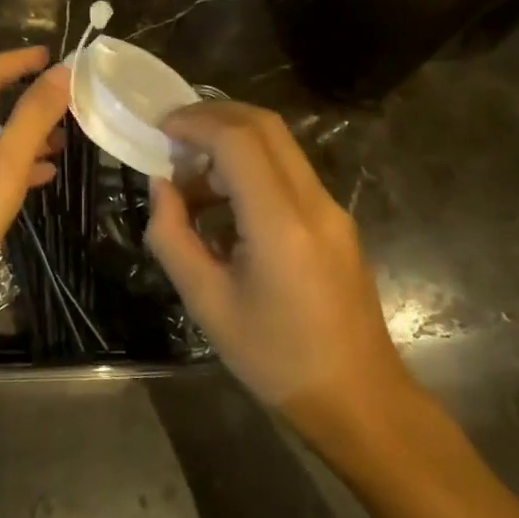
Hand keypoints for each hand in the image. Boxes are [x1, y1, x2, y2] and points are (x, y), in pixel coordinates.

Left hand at [0, 47, 71, 343]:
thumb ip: (33, 117)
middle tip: (66, 102)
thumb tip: (62, 72)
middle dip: (25, 100)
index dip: (21, 61)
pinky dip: (5, 164)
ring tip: (62, 142)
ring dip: (20, 135)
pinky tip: (36, 178)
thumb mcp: (2, 167)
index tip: (54, 56)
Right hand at [145, 101, 412, 434]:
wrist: (358, 400)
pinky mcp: (335, 221)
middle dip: (213, 117)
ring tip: (191, 183)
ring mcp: (331, 209)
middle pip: (264, 126)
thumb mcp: (206, 303)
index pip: (238, 140)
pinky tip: (223, 207)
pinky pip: (288, 173)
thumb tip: (161, 186)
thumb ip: (173, 237)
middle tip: (172, 136)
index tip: (160, 130)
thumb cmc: (275, 359)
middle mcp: (313, 202)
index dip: (195, 123)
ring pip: (278, 145)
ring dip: (231, 144)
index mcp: (280, 223)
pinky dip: (250, 168)